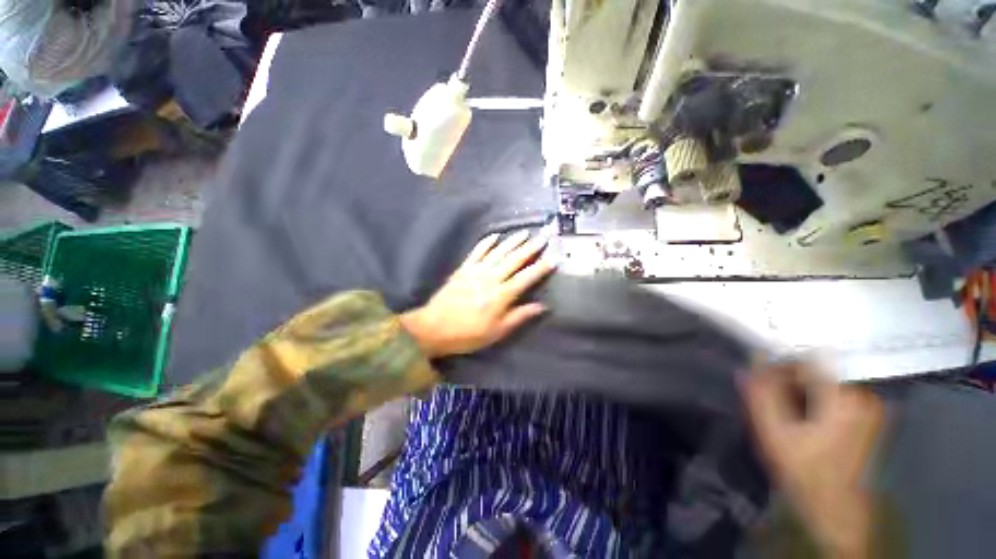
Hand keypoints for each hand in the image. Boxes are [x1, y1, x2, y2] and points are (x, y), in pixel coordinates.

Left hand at [400, 231, 555, 357]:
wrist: (434, 327)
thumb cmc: (468, 333)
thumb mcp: (497, 331)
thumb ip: (519, 316)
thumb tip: (541, 307)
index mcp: (502, 295)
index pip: (527, 277)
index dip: (541, 267)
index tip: (554, 258)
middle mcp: (491, 278)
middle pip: (514, 259)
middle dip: (530, 248)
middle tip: (543, 237)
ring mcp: (476, 271)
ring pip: (498, 252)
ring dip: (512, 241)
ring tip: (524, 232)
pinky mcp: (463, 268)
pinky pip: (477, 251)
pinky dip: (486, 242)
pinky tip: (495, 235)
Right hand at [742, 361, 884, 558]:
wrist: (837, 507)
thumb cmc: (805, 471)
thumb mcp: (774, 433)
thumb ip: (762, 393)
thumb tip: (751, 360)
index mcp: (844, 397)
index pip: (804, 361)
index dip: (777, 366)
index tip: (759, 380)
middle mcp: (864, 395)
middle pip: (817, 369)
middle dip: (788, 379)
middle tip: (770, 398)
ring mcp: (870, 406)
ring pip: (825, 380)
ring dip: (799, 389)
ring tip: (784, 409)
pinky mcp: (868, 416)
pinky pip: (835, 392)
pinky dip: (814, 397)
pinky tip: (802, 416)